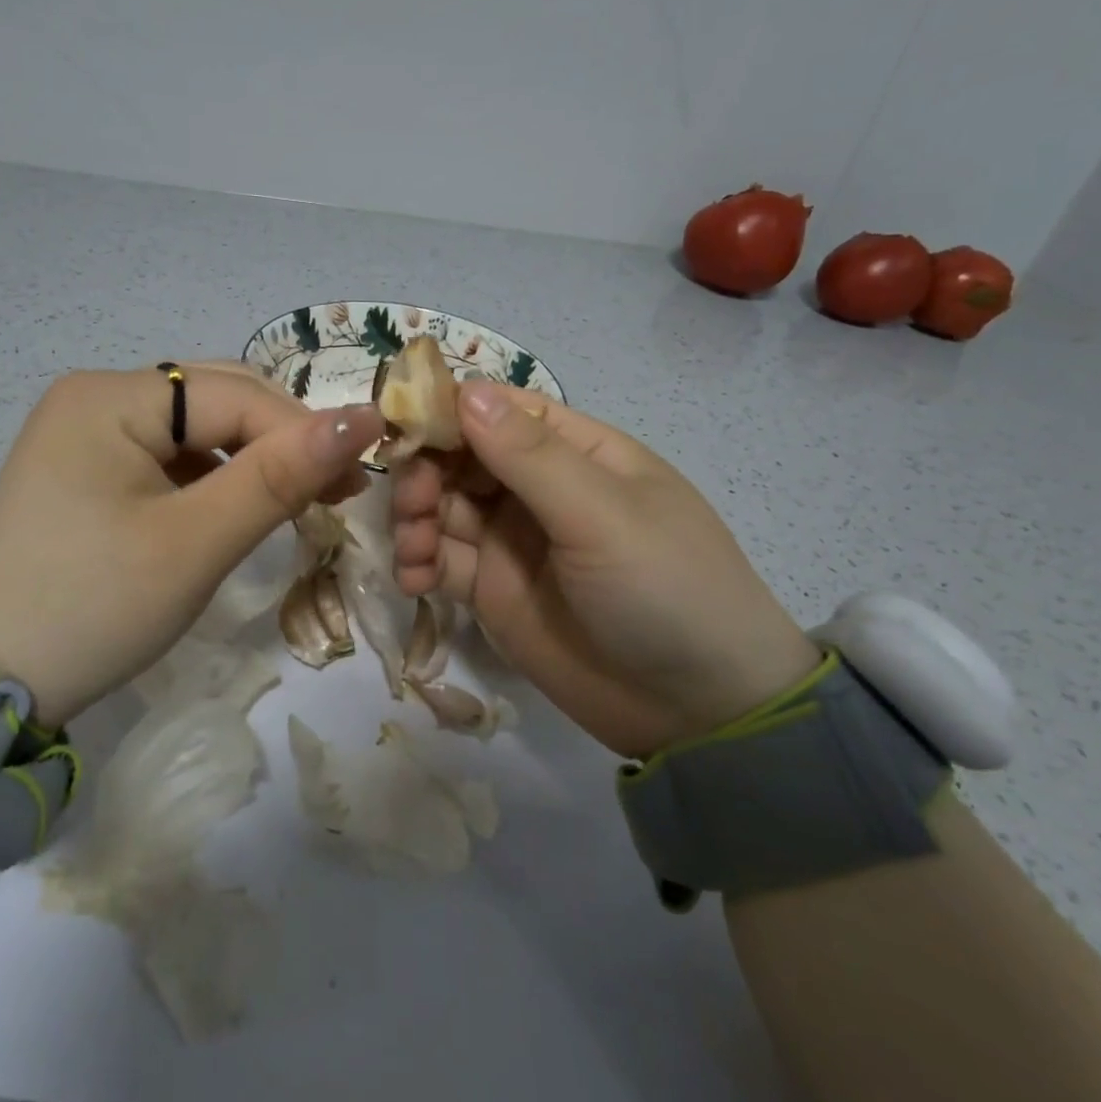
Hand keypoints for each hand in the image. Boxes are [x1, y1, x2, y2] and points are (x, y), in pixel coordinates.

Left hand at [0, 364, 382, 724]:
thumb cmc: (95, 608)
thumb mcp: (195, 543)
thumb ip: (279, 477)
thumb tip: (363, 420)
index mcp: (110, 397)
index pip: (234, 396)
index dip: (303, 432)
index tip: (359, 480)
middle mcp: (96, 395)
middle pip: (216, 400)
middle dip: (281, 441)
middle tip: (338, 491)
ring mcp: (89, 429)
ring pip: (200, 426)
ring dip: (254, 458)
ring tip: (300, 501)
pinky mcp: (91, 464)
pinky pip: (172, 453)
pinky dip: (216, 475)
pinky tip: (238, 507)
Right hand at [392, 383, 819, 756]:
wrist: (698, 712)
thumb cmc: (666, 590)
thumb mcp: (603, 515)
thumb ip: (530, 455)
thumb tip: (465, 389)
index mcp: (575, 452)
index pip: (498, 411)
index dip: (447, 412)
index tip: (401, 426)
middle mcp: (537, 488)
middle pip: (459, 458)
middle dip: (425, 471)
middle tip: (412, 505)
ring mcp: (511, 540)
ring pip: (442, 506)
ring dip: (414, 516)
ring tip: (413, 549)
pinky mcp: (492, 590)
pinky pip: (441, 560)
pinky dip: (417, 561)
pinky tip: (412, 580)